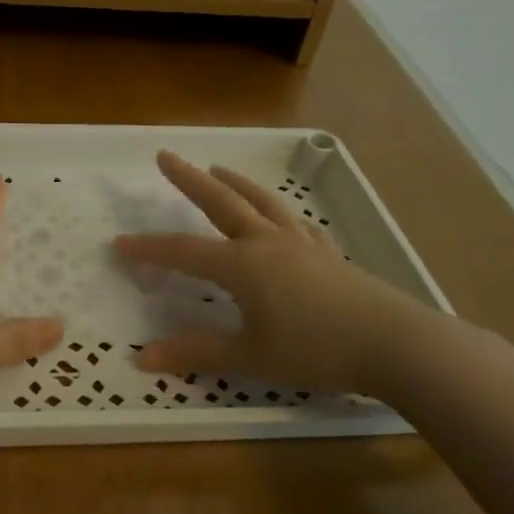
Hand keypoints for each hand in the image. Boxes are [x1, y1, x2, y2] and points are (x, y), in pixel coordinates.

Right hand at [113, 151, 439, 396]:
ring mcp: (302, 245)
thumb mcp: (249, 357)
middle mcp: (267, 243)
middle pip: (221, 202)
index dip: (149, 248)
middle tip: (166, 156)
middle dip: (189, 180)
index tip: (118, 244)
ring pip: (261, 203)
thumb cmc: (316, 351)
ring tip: (218, 168)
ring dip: (235, 184)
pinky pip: (297, 224)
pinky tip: (282, 217)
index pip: (184, 252)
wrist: (395, 345)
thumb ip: (196, 352)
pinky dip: (280, 213)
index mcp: (242, 265)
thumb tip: (142, 358)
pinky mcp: (329, 255)